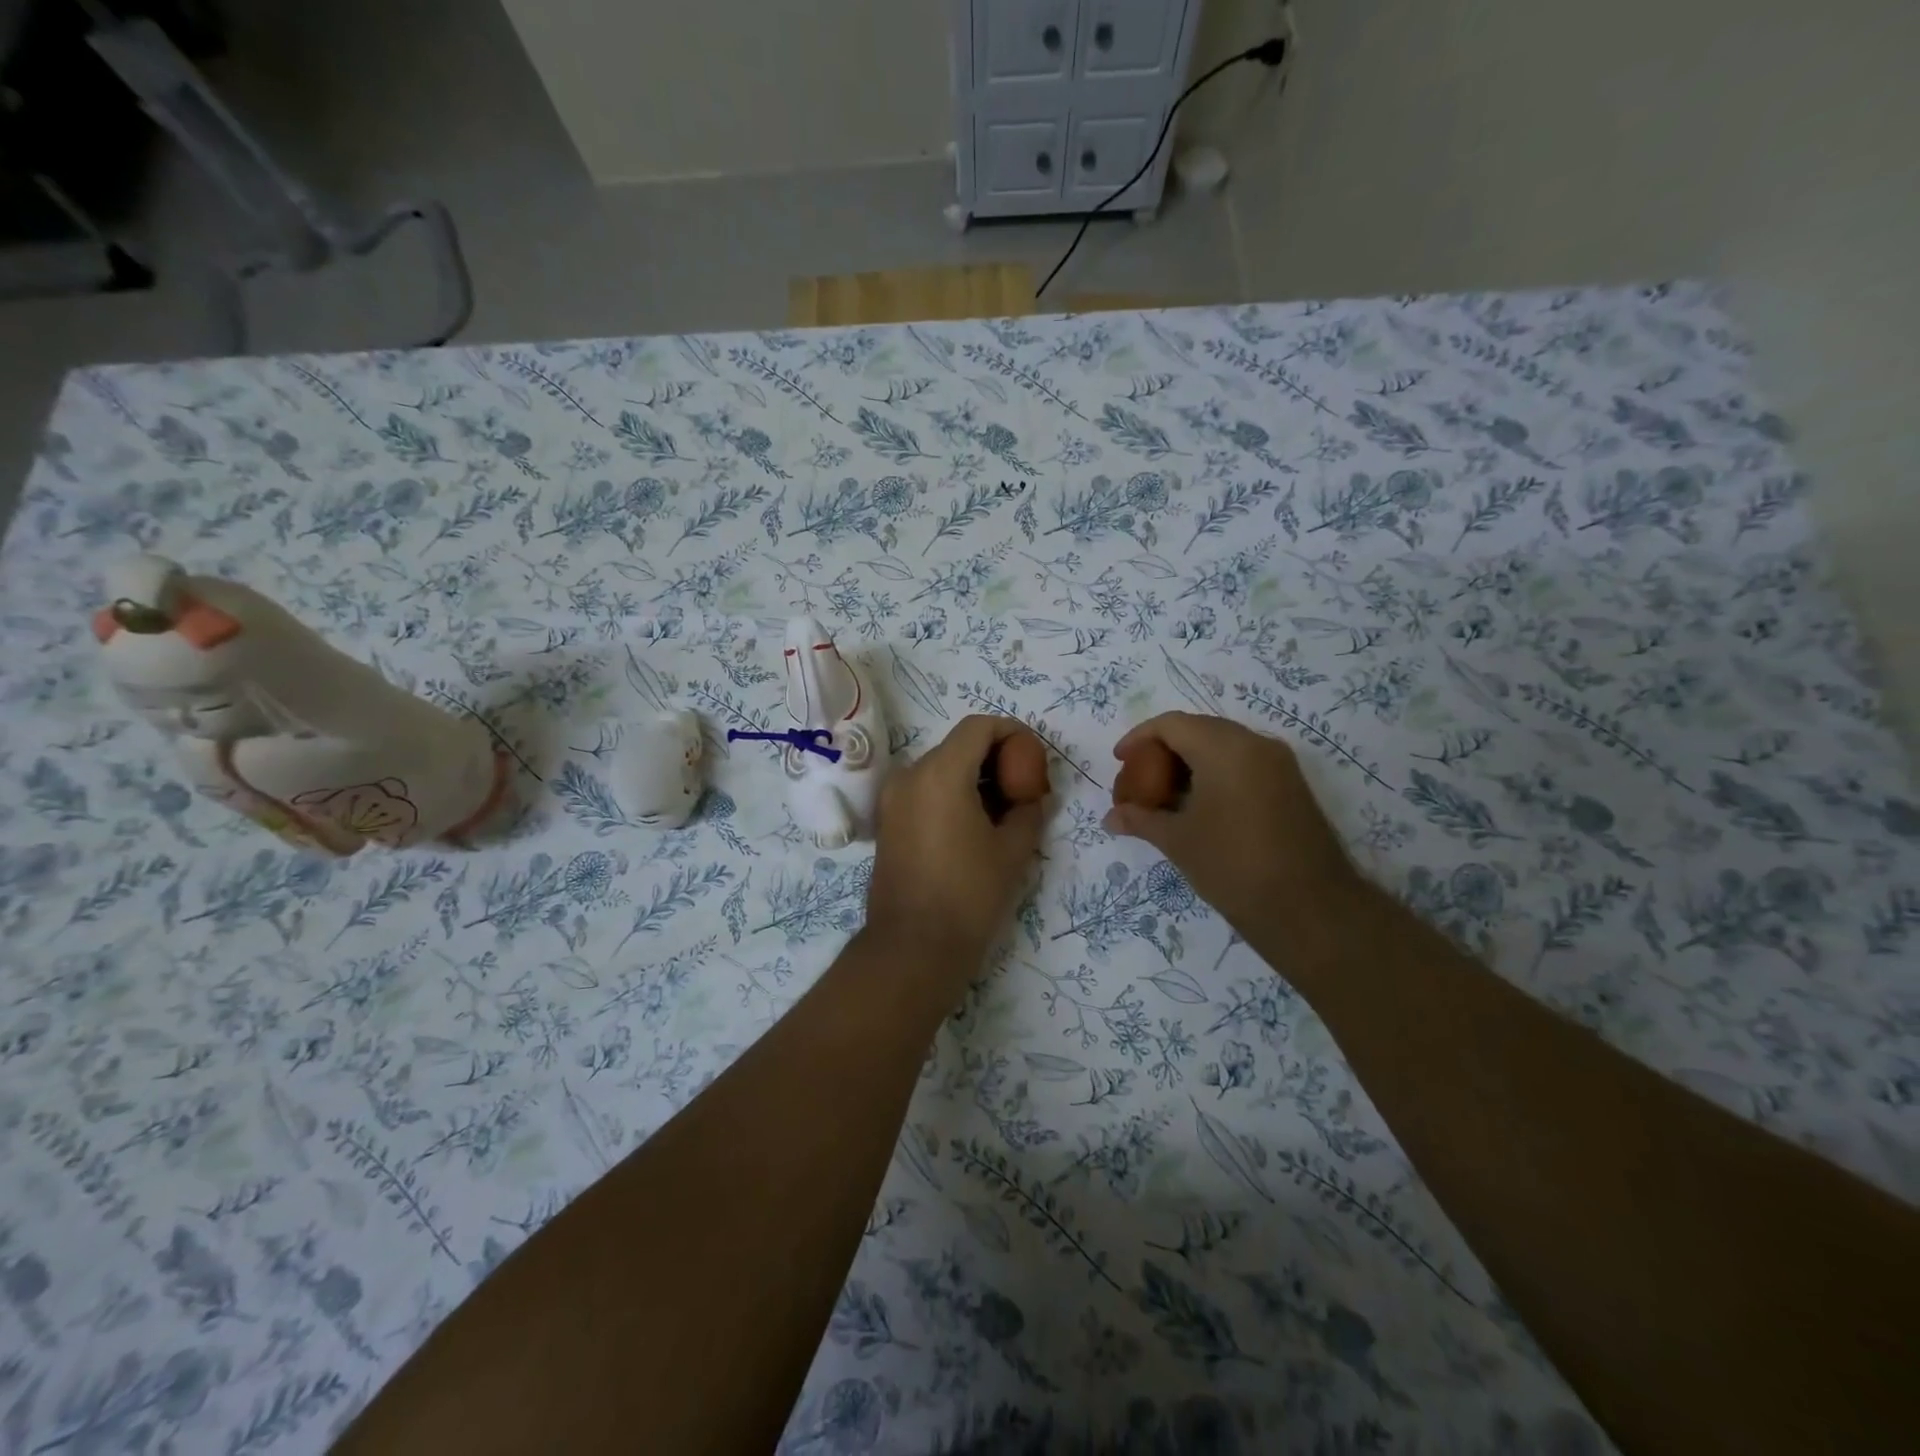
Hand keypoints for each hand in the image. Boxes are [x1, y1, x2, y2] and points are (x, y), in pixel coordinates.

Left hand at [866, 715, 1046, 975]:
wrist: (913, 947)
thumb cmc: (969, 894)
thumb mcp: (1013, 850)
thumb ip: (1029, 810)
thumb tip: (1034, 796)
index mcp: (940, 773)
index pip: (979, 726)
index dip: (1012, 732)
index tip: (1034, 757)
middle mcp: (910, 775)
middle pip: (959, 745)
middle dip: (995, 757)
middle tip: (1025, 787)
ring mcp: (893, 799)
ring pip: (941, 768)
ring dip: (973, 777)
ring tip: (1003, 811)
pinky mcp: (887, 822)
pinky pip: (924, 791)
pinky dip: (951, 794)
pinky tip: (974, 826)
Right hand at [1104, 712, 1361, 941]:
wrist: (1310, 909)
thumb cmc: (1233, 866)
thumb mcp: (1178, 841)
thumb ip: (1141, 820)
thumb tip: (1111, 818)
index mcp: (1225, 748)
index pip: (1172, 724)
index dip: (1140, 738)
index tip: (1120, 761)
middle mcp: (1255, 744)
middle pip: (1199, 729)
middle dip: (1164, 750)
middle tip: (1140, 780)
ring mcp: (1279, 764)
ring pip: (1224, 746)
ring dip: (1190, 763)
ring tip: (1165, 796)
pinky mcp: (1291, 786)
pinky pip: (1244, 764)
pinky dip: (1215, 774)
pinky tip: (1199, 807)